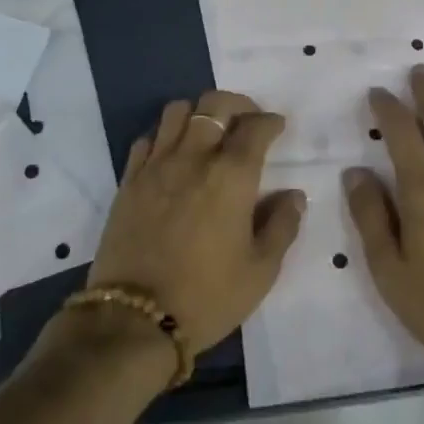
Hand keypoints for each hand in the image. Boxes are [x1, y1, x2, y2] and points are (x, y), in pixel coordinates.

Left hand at [87, 91, 305, 356]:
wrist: (134, 320)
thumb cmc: (207, 297)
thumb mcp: (261, 271)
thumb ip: (282, 226)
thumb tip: (294, 195)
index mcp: (232, 176)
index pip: (255, 127)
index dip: (271, 121)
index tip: (278, 127)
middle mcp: (194, 158)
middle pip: (214, 103)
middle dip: (237, 104)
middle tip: (247, 122)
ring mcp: (157, 165)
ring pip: (177, 111)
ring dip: (198, 114)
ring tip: (208, 134)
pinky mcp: (129, 180)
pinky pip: (147, 139)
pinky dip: (164, 136)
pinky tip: (173, 156)